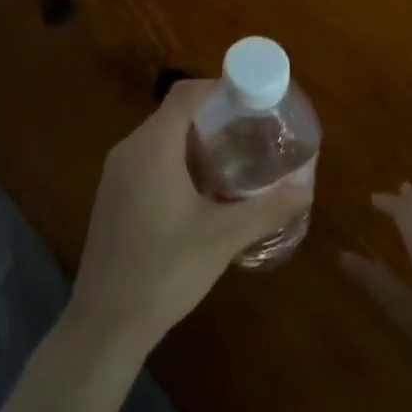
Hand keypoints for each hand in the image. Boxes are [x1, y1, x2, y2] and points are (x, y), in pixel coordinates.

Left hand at [69, 80, 312, 356]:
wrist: (106, 323)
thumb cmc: (166, 271)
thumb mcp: (223, 238)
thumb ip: (267, 208)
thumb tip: (306, 188)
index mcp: (152, 148)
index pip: (186, 94)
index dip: (220, 88)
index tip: (254, 99)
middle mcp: (128, 150)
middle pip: (174, 113)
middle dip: (214, 116)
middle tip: (252, 130)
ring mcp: (115, 174)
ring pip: (160, 138)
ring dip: (196, 140)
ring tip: (235, 158)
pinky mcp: (112, 197)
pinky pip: (148, 160)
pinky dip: (177, 160)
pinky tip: (203, 190)